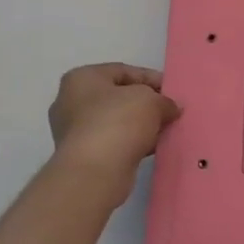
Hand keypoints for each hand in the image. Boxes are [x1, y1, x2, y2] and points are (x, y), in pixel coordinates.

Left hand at [47, 63, 179, 190]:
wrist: (94, 172)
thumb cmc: (118, 122)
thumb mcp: (150, 100)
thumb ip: (164, 100)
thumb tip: (170, 108)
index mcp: (82, 78)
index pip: (123, 71)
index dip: (152, 78)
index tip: (173, 91)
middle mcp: (71, 101)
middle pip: (119, 97)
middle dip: (146, 103)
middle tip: (170, 110)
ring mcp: (73, 130)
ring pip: (117, 121)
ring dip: (141, 125)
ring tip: (166, 130)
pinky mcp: (82, 155)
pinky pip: (114, 141)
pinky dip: (133, 142)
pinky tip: (153, 147)